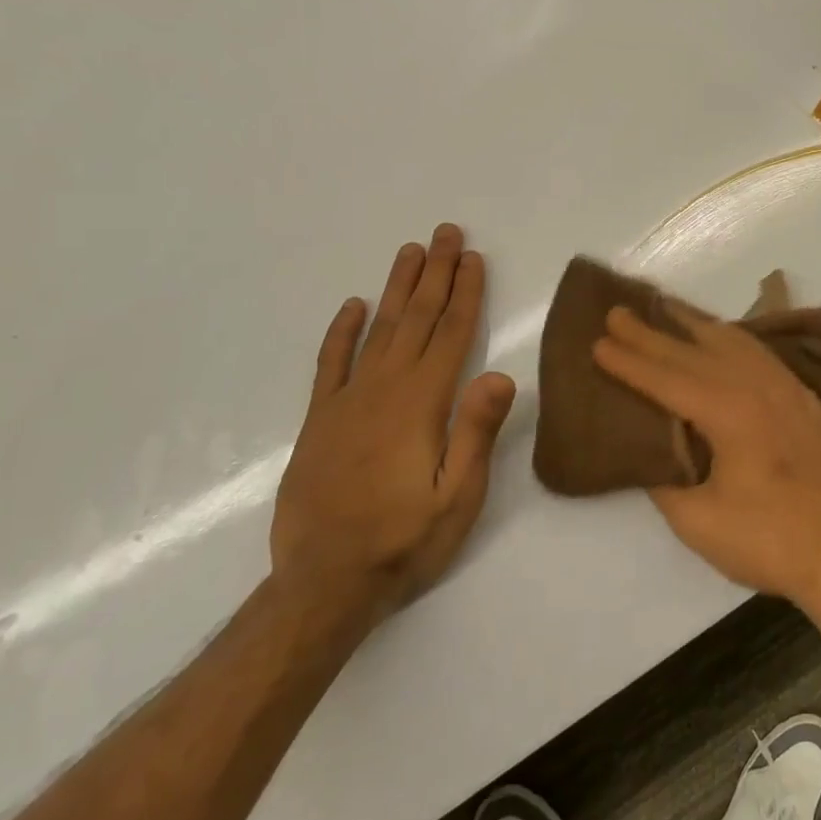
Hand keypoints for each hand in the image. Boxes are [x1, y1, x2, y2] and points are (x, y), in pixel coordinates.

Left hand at [271, 224, 515, 624]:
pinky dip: (341, 331)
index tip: (474, 258)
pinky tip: (353, 306)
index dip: (466, 293)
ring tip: (411, 252)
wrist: (323, 586)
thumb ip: (476, 433)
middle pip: (416, 319)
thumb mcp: (457, 498)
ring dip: (397, 288)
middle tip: (446, 233)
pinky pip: (330, 363)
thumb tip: (500, 373)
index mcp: (422, 404)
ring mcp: (346, 402)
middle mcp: (383, 390)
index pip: (452, 334)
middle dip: (435, 273)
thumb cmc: (404, 542)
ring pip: (378, 330)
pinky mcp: (319, 420)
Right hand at [592, 302, 820, 604]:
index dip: (631, 362)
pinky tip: (720, 338)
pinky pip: (760, 355)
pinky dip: (732, 340)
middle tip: (617, 312)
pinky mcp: (804, 399)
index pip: (669, 379)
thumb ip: (665, 478)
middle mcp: (760, 387)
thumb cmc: (766, 541)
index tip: (598, 342)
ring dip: (694, 325)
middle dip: (652, 333)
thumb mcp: (697, 521)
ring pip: (733, 342)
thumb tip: (650, 450)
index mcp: (731, 413)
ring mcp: (788, 388)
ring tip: (664, 309)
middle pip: (696, 352)